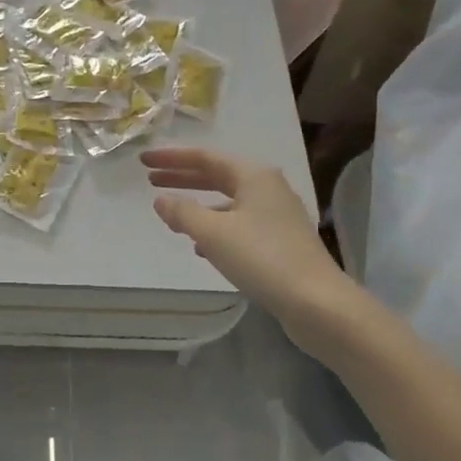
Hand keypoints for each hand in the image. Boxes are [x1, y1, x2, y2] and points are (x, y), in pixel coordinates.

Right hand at [141, 147, 354, 331]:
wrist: (317, 302)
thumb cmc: (262, 258)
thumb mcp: (213, 233)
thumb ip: (183, 212)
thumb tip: (161, 200)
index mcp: (254, 175)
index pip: (205, 157)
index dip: (171, 158)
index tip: (143, 160)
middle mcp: (268, 188)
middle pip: (217, 175)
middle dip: (183, 178)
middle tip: (151, 180)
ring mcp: (277, 215)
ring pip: (229, 201)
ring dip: (199, 204)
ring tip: (172, 214)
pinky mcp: (281, 241)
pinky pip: (239, 223)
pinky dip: (216, 227)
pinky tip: (201, 246)